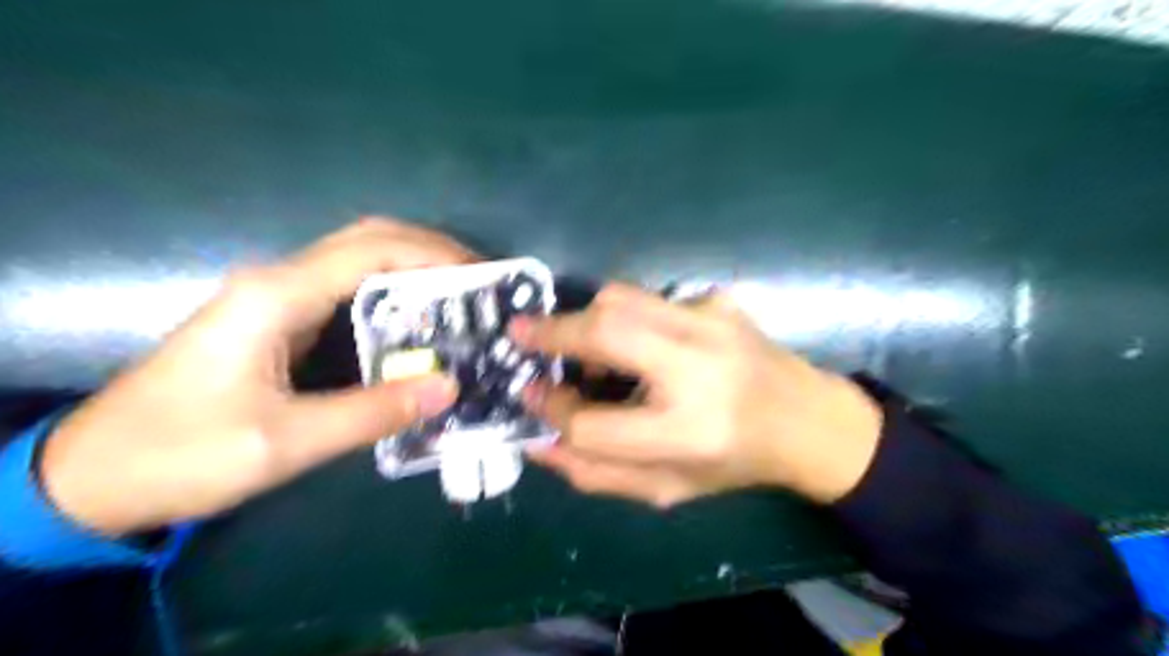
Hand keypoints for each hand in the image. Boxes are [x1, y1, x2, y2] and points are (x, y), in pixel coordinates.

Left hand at [43, 218, 473, 535]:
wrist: (93, 476)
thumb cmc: (182, 454)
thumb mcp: (285, 442)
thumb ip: (372, 412)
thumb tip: (449, 388)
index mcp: (277, 296)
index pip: (372, 249)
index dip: (434, 254)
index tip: (481, 276)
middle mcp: (278, 281)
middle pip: (367, 239)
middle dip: (429, 251)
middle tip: (478, 283)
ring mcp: (275, 297)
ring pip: (358, 259)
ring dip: (413, 268)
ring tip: (461, 297)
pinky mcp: (276, 318)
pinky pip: (346, 288)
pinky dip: (391, 292)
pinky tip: (417, 321)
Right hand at [508, 285, 881, 507]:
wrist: (807, 419)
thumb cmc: (734, 462)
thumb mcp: (667, 487)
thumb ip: (596, 471)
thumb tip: (538, 440)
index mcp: (688, 434)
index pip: (593, 421)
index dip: (553, 410)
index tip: (531, 396)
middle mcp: (700, 370)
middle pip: (605, 331)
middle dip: (553, 332)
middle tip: (522, 336)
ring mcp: (712, 324)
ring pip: (622, 298)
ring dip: (586, 318)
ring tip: (582, 349)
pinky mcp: (718, 300)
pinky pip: (651, 300)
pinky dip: (628, 318)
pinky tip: (642, 345)